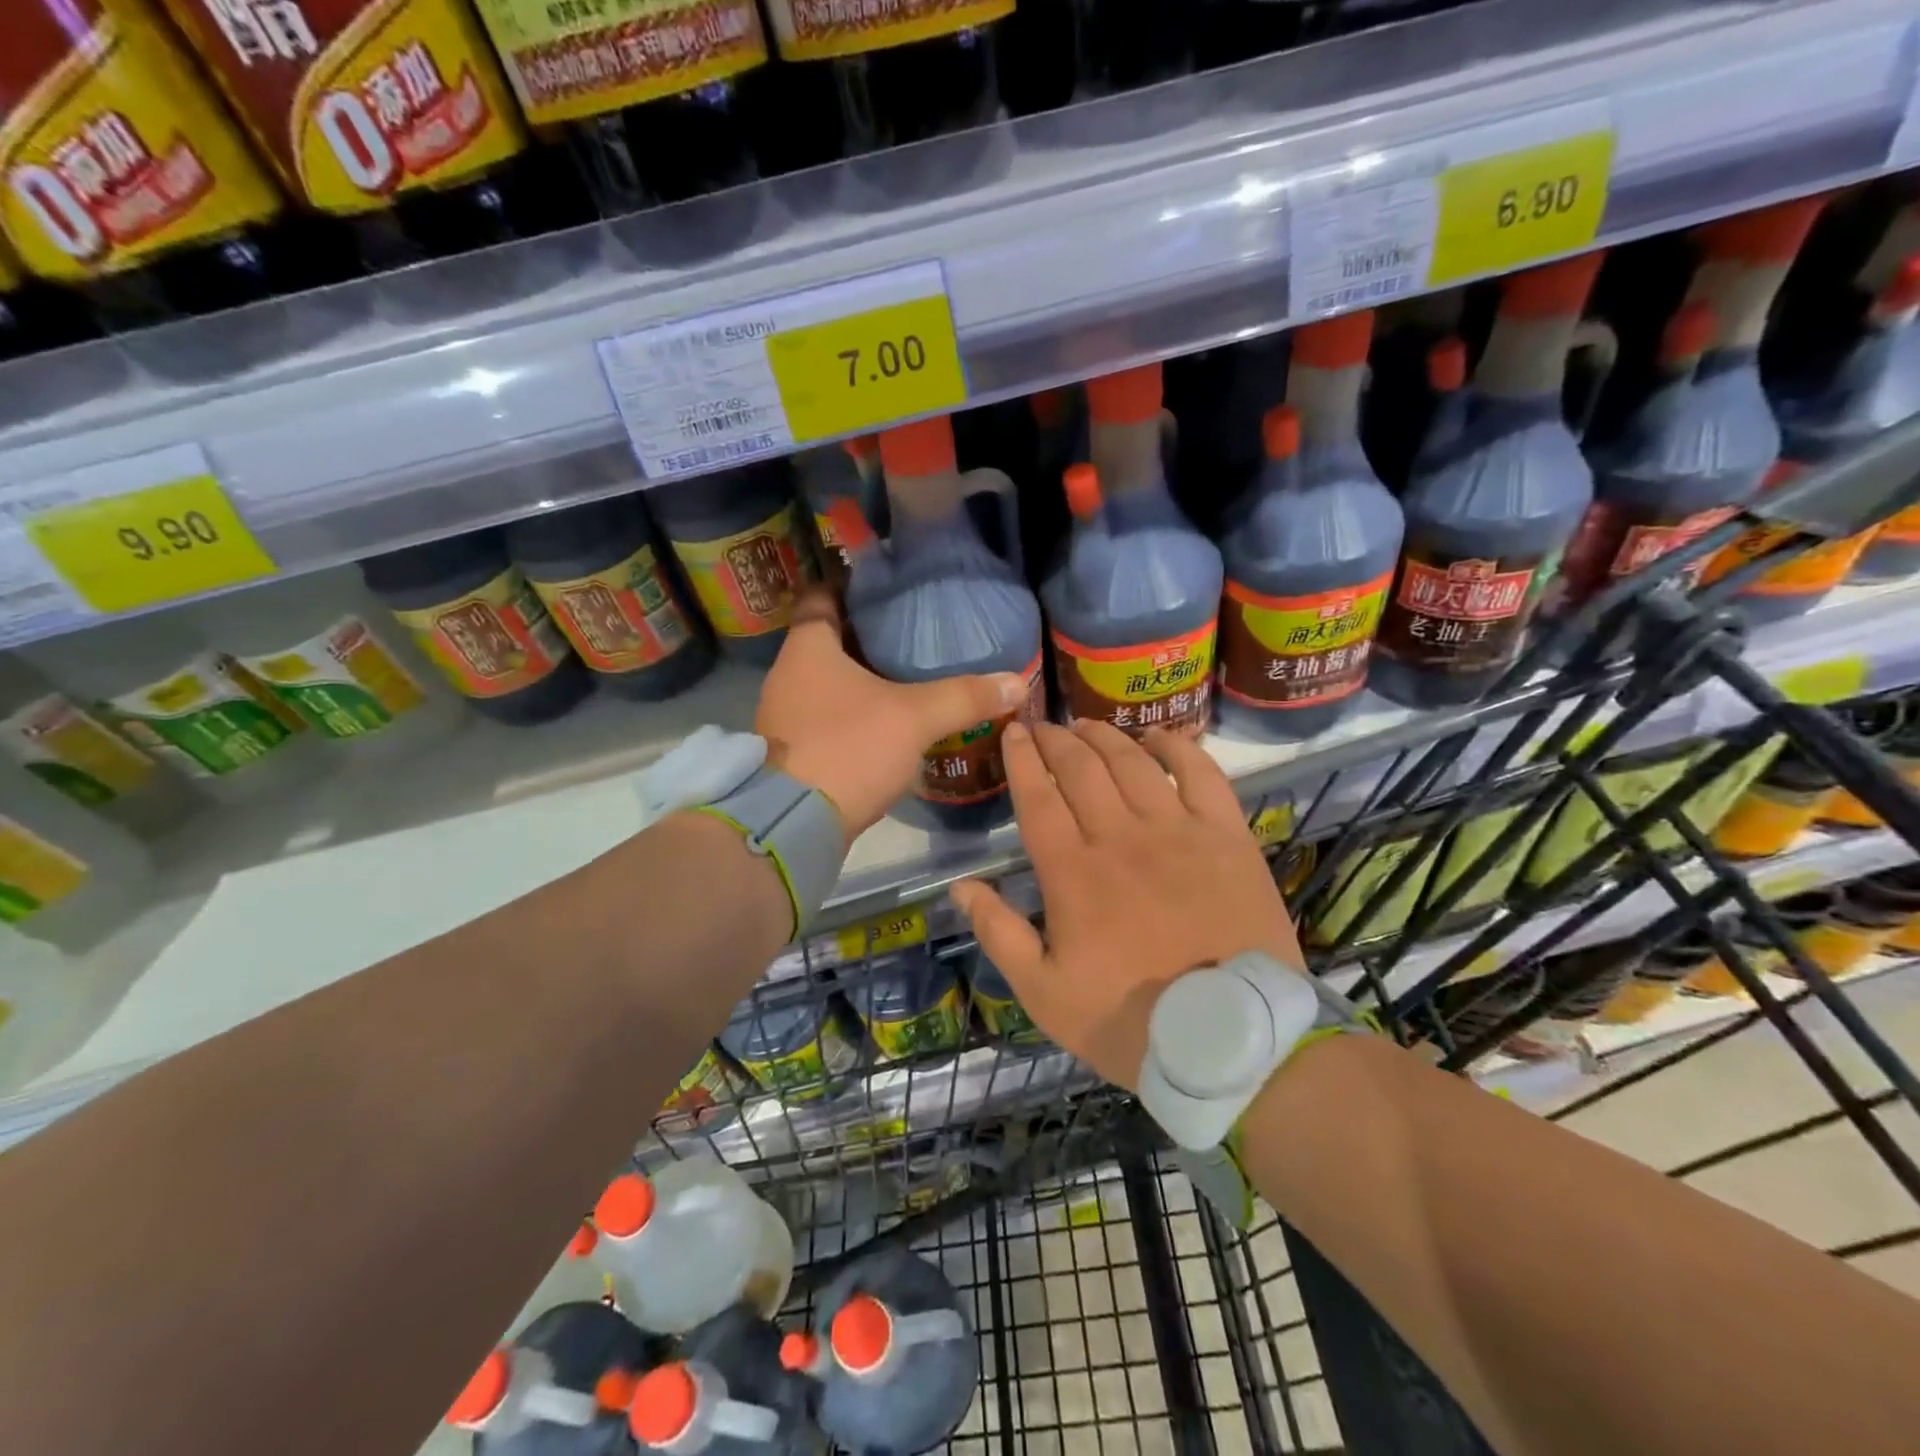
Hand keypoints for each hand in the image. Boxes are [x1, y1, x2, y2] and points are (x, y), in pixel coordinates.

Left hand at [757, 591, 1027, 843]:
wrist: (794, 826)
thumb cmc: (848, 749)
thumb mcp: (914, 718)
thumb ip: (964, 696)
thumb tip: (1016, 681)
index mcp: (807, 648)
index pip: (822, 597)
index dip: (852, 588)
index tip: (887, 588)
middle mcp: (787, 675)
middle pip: (828, 640)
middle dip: (866, 635)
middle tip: (911, 631)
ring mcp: (785, 716)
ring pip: (826, 682)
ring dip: (860, 678)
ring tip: (905, 674)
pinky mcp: (792, 751)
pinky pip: (826, 716)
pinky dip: (853, 712)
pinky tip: (886, 721)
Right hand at [950, 720, 1302, 1090]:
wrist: (1232, 1042)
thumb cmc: (1129, 1020)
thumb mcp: (1044, 994)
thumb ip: (999, 935)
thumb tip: (960, 887)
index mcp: (1072, 872)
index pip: (1037, 797)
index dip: (1021, 760)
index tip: (1012, 733)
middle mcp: (1121, 837)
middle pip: (1081, 769)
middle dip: (1056, 740)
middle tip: (1042, 725)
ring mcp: (1178, 831)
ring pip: (1132, 763)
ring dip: (1104, 736)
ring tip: (1085, 725)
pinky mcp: (1227, 836)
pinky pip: (1201, 774)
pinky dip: (1177, 748)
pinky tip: (1158, 737)